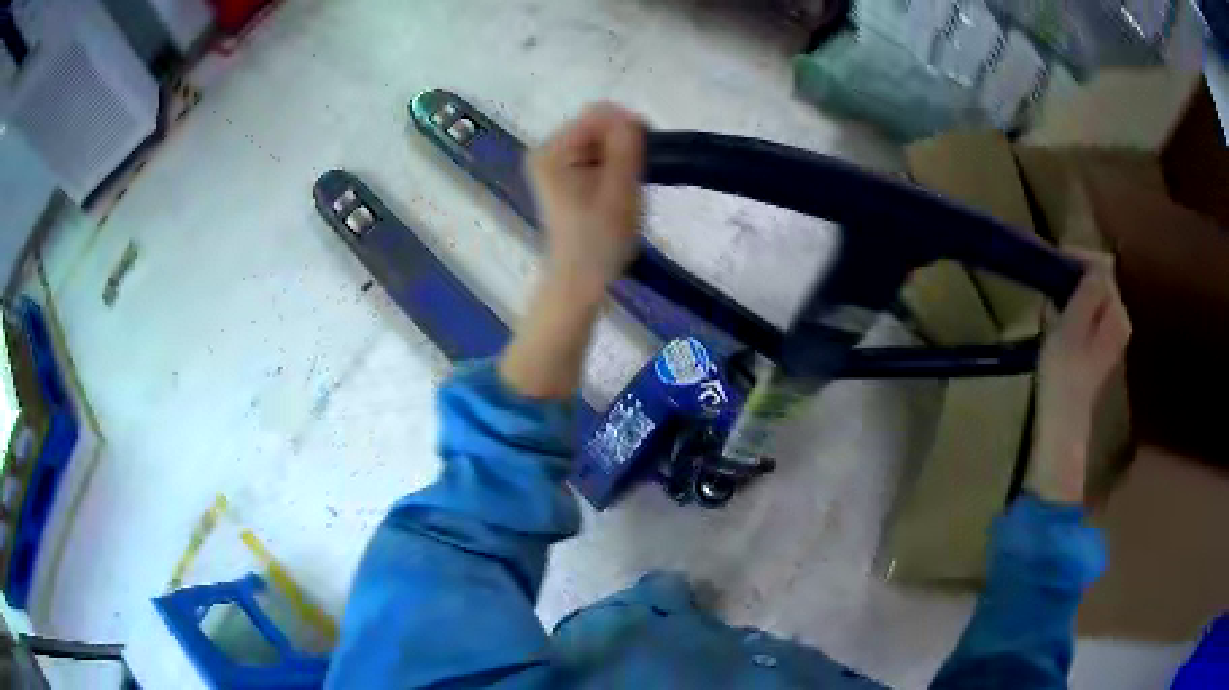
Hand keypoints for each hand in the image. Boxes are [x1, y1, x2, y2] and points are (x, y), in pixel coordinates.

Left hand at [527, 103, 645, 300]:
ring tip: (625, 188)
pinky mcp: (562, 173)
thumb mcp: (620, 191)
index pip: (599, 114)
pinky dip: (612, 165)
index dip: (629, 126)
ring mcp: (552, 162)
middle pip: (597, 124)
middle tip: (636, 176)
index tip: (648, 154)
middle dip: (623, 143)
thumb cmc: (600, 240)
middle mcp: (546, 150)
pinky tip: (616, 189)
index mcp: (553, 151)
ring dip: (620, 155)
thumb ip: (625, 148)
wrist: (579, 280)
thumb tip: (630, 116)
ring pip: (599, 138)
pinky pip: (595, 153)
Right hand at [1026, 259, 1131, 503]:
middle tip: (1052, 279)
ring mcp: (1111, 338)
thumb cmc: (1064, 373)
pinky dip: (1074, 309)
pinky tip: (1059, 319)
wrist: (1061, 422)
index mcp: (1117, 315)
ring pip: (1094, 297)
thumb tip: (1098, 262)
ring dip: (1073, 292)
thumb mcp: (1073, 325)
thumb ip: (1088, 291)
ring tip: (1052, 297)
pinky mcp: (1099, 350)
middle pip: (1101, 281)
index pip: (1104, 267)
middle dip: (1077, 274)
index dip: (1080, 257)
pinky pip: (1089, 313)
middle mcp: (1120, 322)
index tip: (1055, 258)